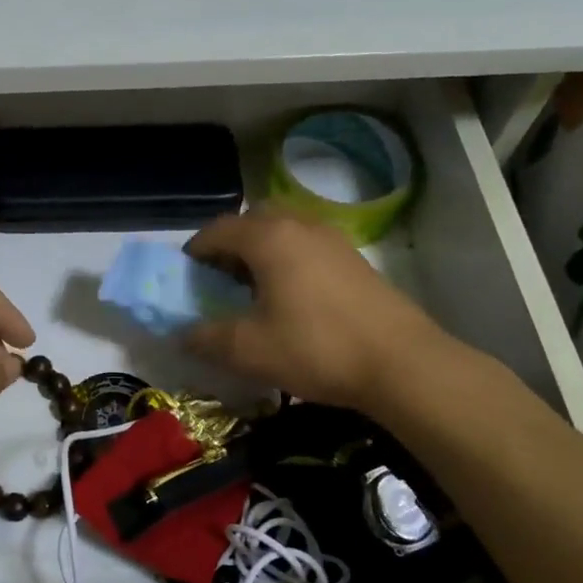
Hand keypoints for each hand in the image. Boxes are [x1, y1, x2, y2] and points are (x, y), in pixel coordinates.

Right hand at [184, 207, 454, 412]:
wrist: (401, 363)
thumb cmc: (316, 348)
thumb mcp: (248, 350)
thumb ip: (206, 338)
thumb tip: (180, 334)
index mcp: (269, 238)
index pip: (218, 229)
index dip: (195, 250)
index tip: (185, 275)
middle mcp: (300, 226)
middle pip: (253, 220)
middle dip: (230, 243)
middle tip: (220, 277)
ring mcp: (332, 239)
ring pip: (284, 229)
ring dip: (260, 249)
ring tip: (253, 288)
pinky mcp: (354, 259)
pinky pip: (307, 244)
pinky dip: (288, 258)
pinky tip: (291, 296)